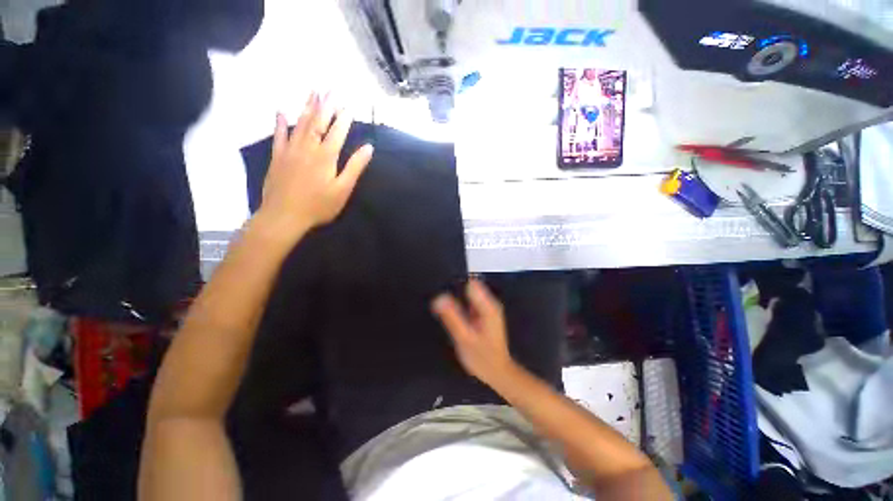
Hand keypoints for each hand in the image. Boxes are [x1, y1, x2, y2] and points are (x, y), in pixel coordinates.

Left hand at [257, 92, 373, 240]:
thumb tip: (368, 148)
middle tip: (330, 88)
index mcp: (326, 156)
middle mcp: (308, 147)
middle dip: (325, 105)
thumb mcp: (343, 190)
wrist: (284, 216)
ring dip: (307, 107)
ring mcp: (290, 150)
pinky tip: (281, 111)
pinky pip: (278, 135)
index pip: (337, 132)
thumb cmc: (319, 206)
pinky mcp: (277, 157)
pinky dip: (280, 122)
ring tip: (313, 92)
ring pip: (300, 123)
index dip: (344, 118)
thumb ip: (354, 167)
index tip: (349, 104)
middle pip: (317, 121)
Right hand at [431, 279, 516, 386]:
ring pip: (468, 293)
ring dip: (455, 297)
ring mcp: (487, 307)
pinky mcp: (483, 313)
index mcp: (488, 306)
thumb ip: (452, 317)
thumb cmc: (482, 358)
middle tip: (439, 303)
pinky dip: (459, 304)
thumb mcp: (464, 338)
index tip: (441, 292)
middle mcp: (489, 303)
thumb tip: (438, 298)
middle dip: (454, 290)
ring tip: (442, 307)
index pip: (470, 283)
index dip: (455, 284)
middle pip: (469, 286)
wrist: (497, 372)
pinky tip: (451, 314)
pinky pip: (469, 301)